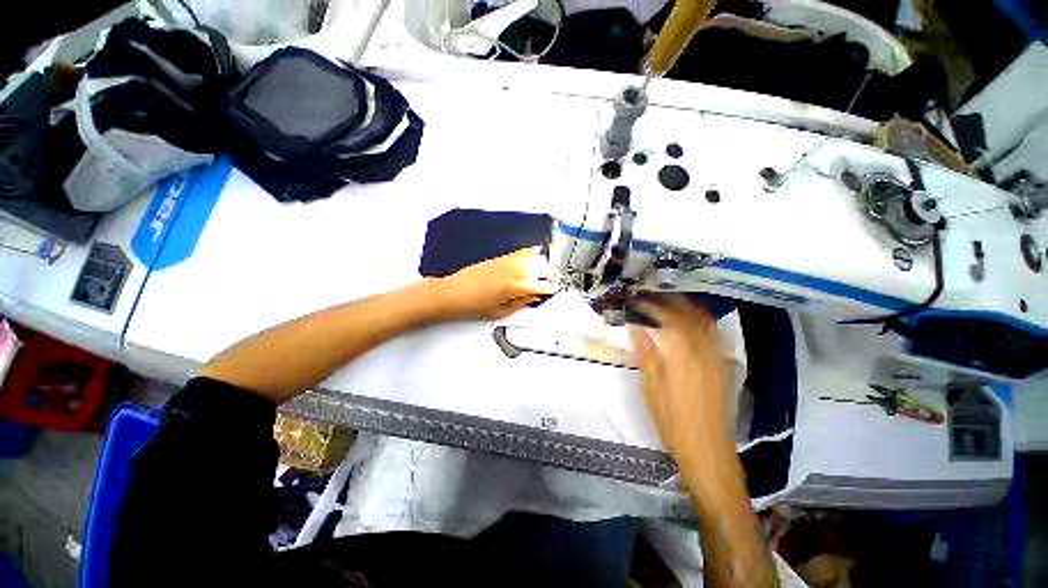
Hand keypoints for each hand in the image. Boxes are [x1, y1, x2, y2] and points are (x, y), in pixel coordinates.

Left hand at [431, 247, 559, 319]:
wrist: (451, 293)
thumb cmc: (474, 306)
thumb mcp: (499, 312)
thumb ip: (519, 304)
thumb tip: (534, 298)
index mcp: (511, 287)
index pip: (536, 286)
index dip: (548, 287)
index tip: (555, 288)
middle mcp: (510, 272)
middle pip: (534, 269)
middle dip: (546, 273)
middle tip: (553, 278)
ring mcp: (503, 263)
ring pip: (527, 259)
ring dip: (540, 261)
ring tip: (549, 263)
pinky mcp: (497, 259)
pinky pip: (516, 253)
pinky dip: (527, 251)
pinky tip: (534, 249)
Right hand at [630, 295, 733, 486]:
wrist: (710, 453)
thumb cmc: (674, 424)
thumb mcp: (652, 391)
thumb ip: (646, 356)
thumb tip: (635, 329)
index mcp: (682, 358)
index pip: (668, 320)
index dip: (652, 307)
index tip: (637, 301)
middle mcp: (704, 353)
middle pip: (690, 317)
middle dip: (671, 301)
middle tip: (653, 296)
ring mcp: (717, 359)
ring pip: (706, 323)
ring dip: (689, 308)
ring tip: (671, 301)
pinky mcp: (724, 368)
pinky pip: (715, 335)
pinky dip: (702, 322)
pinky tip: (693, 323)